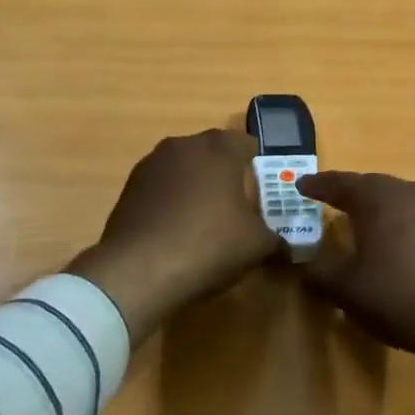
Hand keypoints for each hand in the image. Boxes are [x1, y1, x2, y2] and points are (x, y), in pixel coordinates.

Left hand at [70, 129, 279, 345]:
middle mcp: (184, 145)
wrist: (138, 270)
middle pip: (213, 152)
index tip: (262, 190)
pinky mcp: (129, 187)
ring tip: (203, 221)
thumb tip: (285, 243)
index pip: (246, 143)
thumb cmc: (208, 245)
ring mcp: (152, 163)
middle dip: (225, 174)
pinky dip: (170, 201)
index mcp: (219, 148)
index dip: (258, 164)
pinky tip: (175, 231)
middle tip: (236, 207)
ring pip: (184, 168)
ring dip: (195, 186)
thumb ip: (275, 237)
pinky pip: (161, 187)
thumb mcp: (256, 246)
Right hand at [296, 171, 414, 414]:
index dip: (318, 185)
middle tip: (331, 200)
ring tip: (363, 223)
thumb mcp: (346, 288)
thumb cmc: (396, 295)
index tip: (301, 185)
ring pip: (398, 201)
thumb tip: (303, 265)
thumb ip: (319, 272)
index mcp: (378, 197)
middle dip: (350, 193)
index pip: (340, 183)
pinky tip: (397, 247)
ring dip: (379, 209)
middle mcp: (408, 192)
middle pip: (372, 186)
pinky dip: (401, 226)